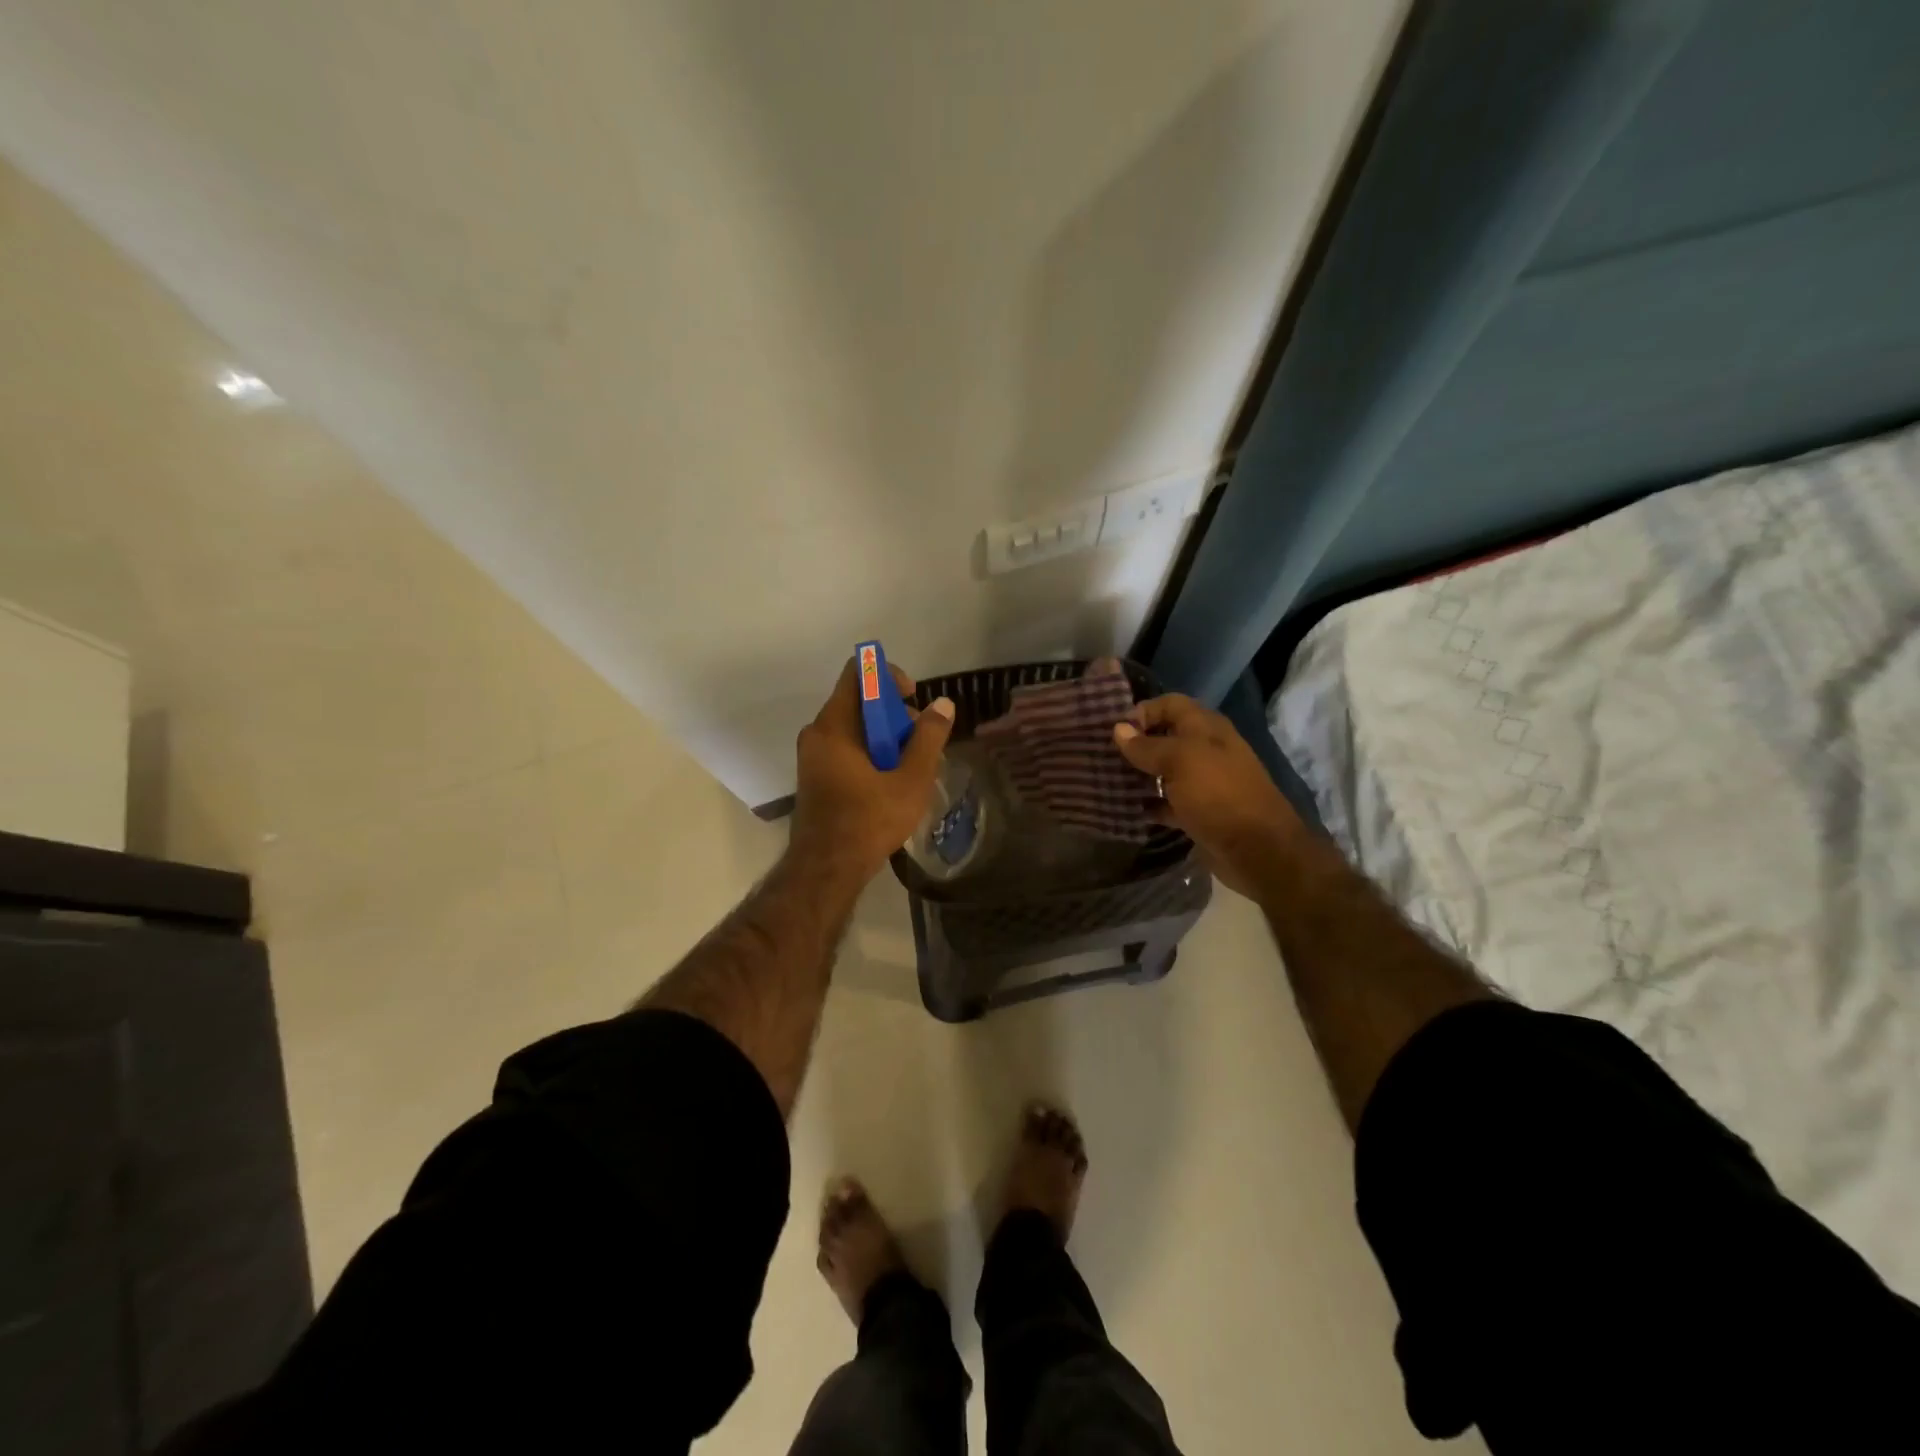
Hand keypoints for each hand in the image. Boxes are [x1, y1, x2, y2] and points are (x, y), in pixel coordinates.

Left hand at [793, 657, 954, 878]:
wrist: (826, 870)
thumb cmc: (868, 821)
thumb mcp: (910, 780)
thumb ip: (928, 739)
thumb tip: (943, 704)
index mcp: (834, 726)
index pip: (858, 674)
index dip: (889, 677)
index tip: (913, 699)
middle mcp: (817, 734)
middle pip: (860, 702)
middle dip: (895, 715)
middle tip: (921, 743)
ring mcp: (814, 756)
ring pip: (855, 729)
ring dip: (886, 738)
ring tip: (913, 768)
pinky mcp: (816, 777)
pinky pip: (847, 749)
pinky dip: (871, 754)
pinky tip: (892, 782)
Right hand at [1113, 694, 1302, 897]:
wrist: (1257, 850)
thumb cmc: (1218, 794)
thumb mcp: (1180, 761)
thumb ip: (1147, 746)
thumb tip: (1118, 729)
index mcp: (1207, 728)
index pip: (1170, 704)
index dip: (1143, 711)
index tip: (1115, 731)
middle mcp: (1206, 750)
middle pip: (1165, 736)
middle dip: (1136, 743)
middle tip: (1103, 755)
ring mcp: (1203, 783)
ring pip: (1164, 770)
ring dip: (1139, 774)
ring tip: (1107, 780)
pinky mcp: (1198, 812)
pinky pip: (1167, 802)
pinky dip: (1148, 803)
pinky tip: (1126, 808)